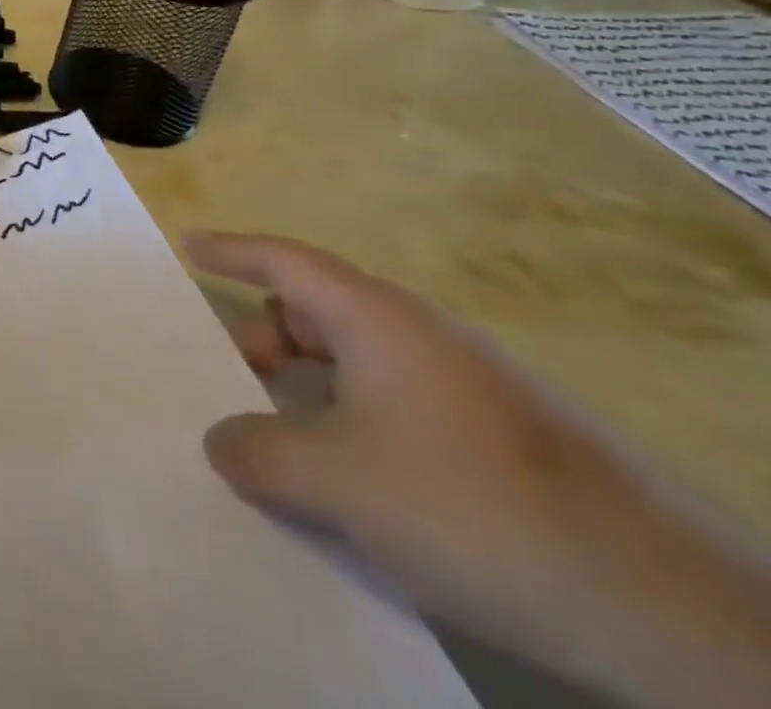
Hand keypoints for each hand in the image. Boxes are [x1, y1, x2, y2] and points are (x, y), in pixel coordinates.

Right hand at [186, 232, 770, 706]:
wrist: (662, 604)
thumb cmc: (466, 502)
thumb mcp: (333, 479)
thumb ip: (255, 452)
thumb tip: (222, 441)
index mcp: (375, 317)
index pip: (285, 260)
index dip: (231, 250)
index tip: (189, 247)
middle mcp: (418, 334)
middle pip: (316, 311)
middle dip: (264, 336)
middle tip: (227, 376)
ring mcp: (464, 383)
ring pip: (357, 362)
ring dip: (308, 386)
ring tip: (280, 438)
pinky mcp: (498, 434)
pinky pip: (394, 401)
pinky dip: (351, 419)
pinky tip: (350, 479)